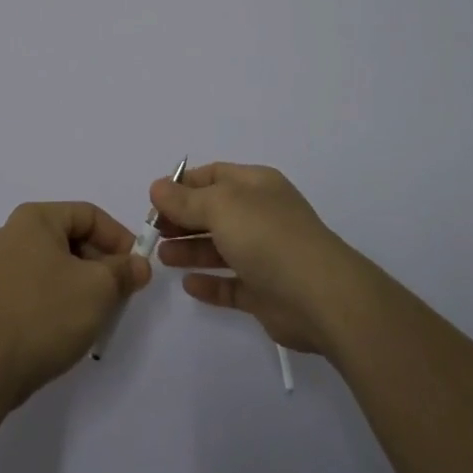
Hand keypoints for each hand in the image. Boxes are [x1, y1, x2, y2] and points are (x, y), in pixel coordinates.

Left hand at [0, 202, 150, 404]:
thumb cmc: (46, 314)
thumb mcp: (98, 289)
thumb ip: (124, 271)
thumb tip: (138, 265)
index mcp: (35, 218)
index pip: (89, 214)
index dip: (119, 237)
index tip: (138, 267)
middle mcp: (13, 233)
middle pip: (71, 237)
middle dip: (102, 262)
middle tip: (123, 291)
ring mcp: (0, 265)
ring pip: (56, 263)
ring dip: (84, 282)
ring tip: (102, 311)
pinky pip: (39, 284)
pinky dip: (61, 296)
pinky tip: (73, 323)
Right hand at [151, 162, 362, 353]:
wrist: (319, 296)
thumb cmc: (267, 237)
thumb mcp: (221, 206)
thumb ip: (186, 199)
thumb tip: (158, 187)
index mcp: (256, 186)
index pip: (214, 176)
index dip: (183, 185)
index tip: (154, 201)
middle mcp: (261, 215)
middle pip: (214, 212)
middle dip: (182, 219)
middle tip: (153, 232)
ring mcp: (264, 255)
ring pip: (220, 248)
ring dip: (190, 250)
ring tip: (162, 257)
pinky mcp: (265, 293)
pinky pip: (231, 284)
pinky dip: (209, 284)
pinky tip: (188, 286)